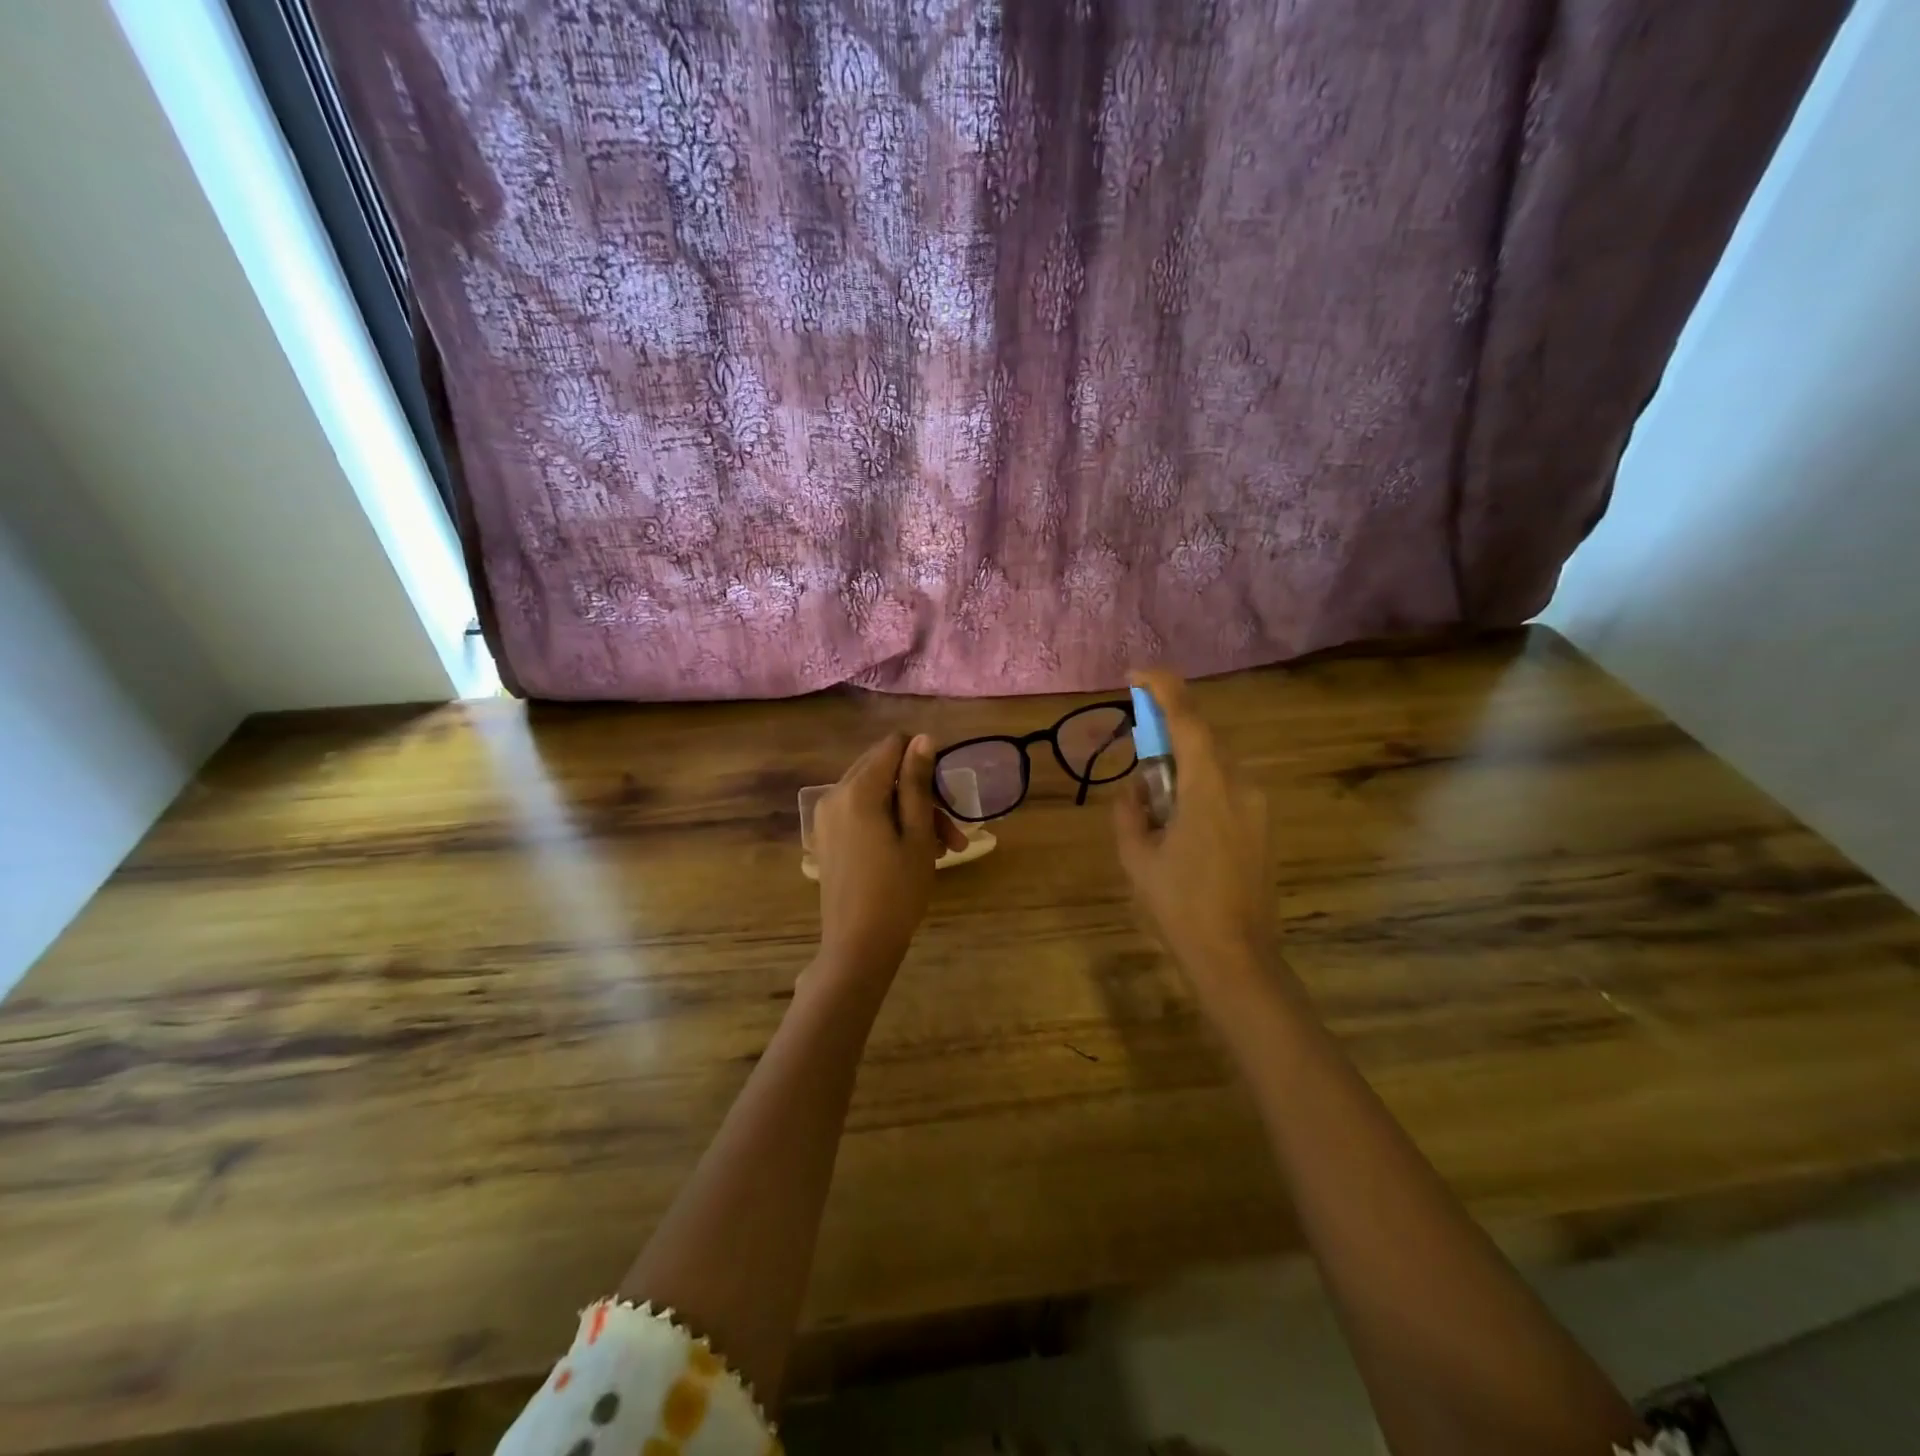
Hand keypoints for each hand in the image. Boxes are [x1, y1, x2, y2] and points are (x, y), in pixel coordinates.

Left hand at [814, 732, 966, 981]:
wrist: (857, 946)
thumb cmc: (897, 891)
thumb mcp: (917, 835)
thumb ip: (918, 783)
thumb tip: (923, 738)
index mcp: (857, 790)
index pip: (892, 746)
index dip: (923, 760)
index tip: (946, 793)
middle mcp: (834, 795)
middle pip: (883, 769)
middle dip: (921, 791)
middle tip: (951, 830)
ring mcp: (826, 818)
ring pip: (875, 794)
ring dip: (910, 812)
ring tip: (943, 849)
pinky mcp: (827, 837)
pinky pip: (861, 813)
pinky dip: (889, 823)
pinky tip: (914, 853)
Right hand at [1113, 669, 1274, 999]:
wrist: (1237, 957)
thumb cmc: (1179, 906)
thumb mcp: (1136, 857)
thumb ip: (1129, 811)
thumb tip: (1135, 788)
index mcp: (1209, 788)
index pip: (1188, 720)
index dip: (1163, 688)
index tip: (1135, 674)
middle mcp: (1241, 787)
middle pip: (1204, 738)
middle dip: (1169, 731)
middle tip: (1138, 746)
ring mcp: (1258, 807)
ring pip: (1216, 763)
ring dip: (1184, 763)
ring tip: (1156, 801)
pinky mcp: (1263, 826)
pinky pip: (1227, 787)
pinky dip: (1199, 785)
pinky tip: (1180, 822)